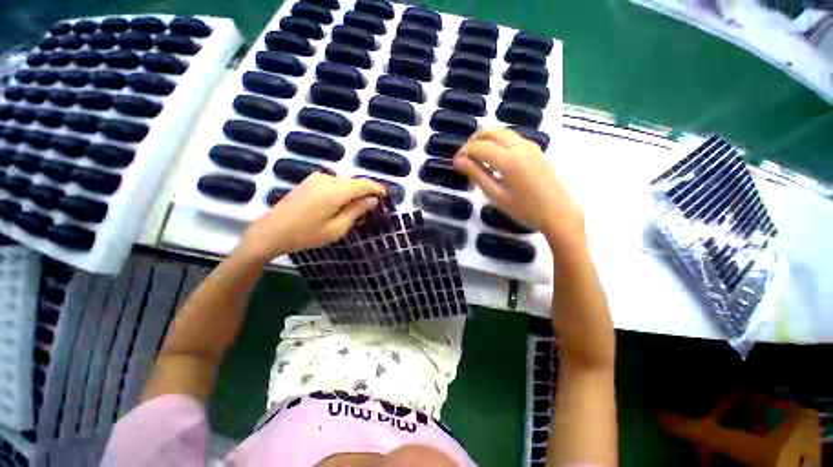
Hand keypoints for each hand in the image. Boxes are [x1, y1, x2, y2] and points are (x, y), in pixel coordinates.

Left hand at [238, 173, 384, 261]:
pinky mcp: (310, 181)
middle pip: (354, 182)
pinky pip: (334, 183)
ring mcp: (316, 178)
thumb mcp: (336, 228)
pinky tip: (343, 203)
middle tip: (374, 205)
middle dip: (366, 191)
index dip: (376, 188)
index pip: (363, 184)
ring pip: (344, 182)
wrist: (271, 231)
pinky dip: (343, 191)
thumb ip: (356, 211)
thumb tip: (372, 200)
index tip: (386, 195)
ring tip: (359, 206)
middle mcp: (327, 179)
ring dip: (354, 192)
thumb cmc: (306, 234)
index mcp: (335, 191)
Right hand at [453, 128, 584, 245]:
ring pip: (501, 132)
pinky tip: (493, 157)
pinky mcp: (535, 149)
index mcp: (508, 159)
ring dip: (485, 140)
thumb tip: (458, 161)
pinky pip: (511, 137)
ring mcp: (529, 145)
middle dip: (472, 141)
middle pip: (489, 132)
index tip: (455, 164)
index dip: (463, 152)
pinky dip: (497, 141)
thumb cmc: (524, 209)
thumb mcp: (496, 195)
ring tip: (476, 158)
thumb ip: (477, 175)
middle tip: (463, 158)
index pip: (478, 147)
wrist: (558, 212)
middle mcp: (519, 146)